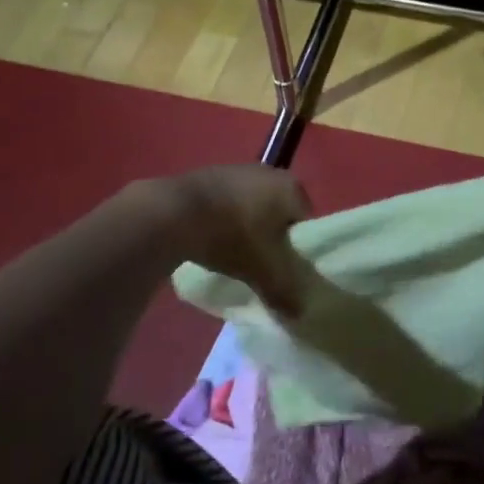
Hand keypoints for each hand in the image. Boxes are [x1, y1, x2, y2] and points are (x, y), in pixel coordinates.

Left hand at [167, 164, 312, 317]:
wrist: (176, 212)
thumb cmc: (233, 236)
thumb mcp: (265, 271)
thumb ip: (286, 293)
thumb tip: (299, 314)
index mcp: (291, 187)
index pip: (306, 223)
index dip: (298, 250)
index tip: (283, 271)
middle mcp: (270, 172)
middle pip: (279, 215)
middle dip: (272, 239)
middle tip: (260, 265)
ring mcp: (238, 170)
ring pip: (254, 208)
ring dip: (248, 229)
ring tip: (234, 255)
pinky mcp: (211, 175)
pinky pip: (229, 204)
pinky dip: (226, 221)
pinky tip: (213, 240)